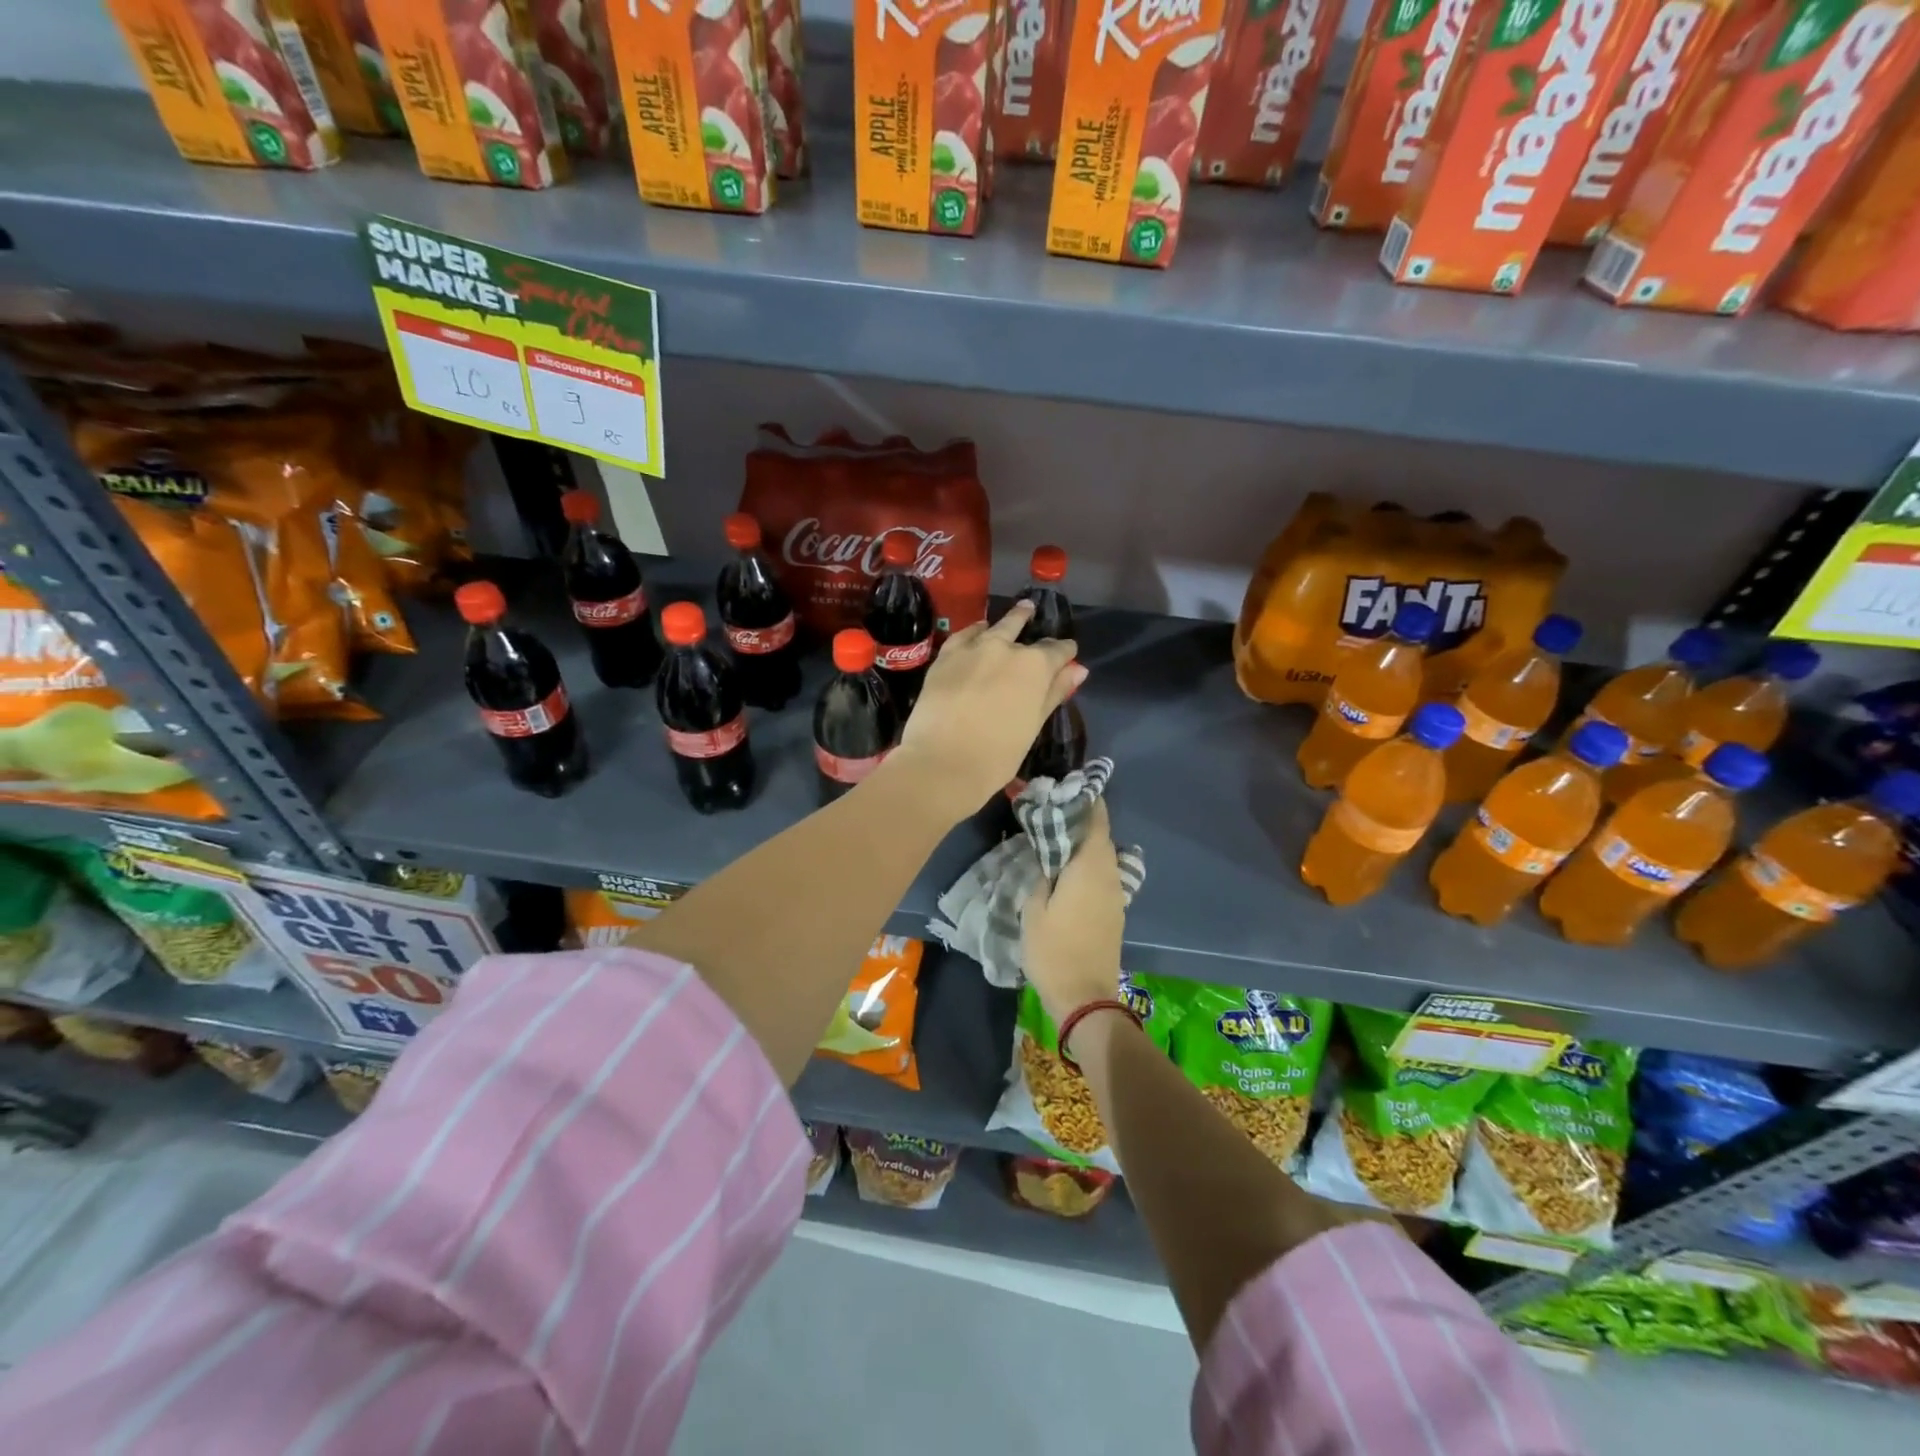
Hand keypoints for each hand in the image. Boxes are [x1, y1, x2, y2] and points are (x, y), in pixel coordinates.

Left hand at [888, 600, 1082, 823]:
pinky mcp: (946, 656)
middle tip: (1033, 613)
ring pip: (995, 626)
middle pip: (1023, 630)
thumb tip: (1078, 669)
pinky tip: (979, 630)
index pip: (1057, 651)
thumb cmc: (997, 755)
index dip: (1065, 652)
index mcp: (1035, 666)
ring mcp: (973, 648)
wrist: (942, 762)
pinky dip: (975, 630)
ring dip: (1008, 620)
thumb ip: (1054, 693)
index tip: (1069, 654)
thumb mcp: (1033, 726)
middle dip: (1031, 622)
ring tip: (1017, 612)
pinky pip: (965, 634)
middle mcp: (1006, 648)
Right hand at [1022, 800, 1125, 1028]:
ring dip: (1086, 843)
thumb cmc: (1053, 950)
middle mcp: (1108, 875)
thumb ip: (1041, 876)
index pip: (1095, 821)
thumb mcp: (1033, 910)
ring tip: (1059, 837)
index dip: (1086, 801)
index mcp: (1089, 867)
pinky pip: (1104, 875)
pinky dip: (1089, 864)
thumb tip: (1047, 859)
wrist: (1085, 996)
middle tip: (1056, 811)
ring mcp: (1115, 894)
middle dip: (1083, 820)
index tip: (1070, 788)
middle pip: (1101, 836)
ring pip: (1104, 856)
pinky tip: (1069, 870)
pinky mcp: (1114, 911)